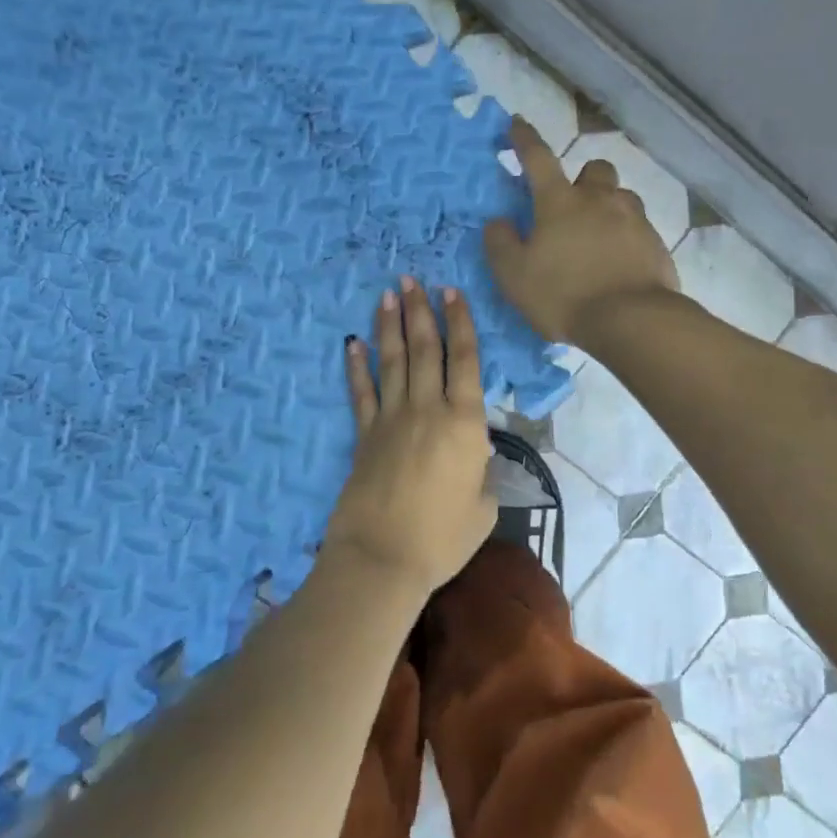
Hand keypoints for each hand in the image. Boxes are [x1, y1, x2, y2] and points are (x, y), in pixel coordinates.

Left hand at [322, 278, 497, 600]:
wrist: (383, 558)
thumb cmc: (443, 537)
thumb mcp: (484, 507)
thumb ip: (483, 473)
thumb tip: (475, 456)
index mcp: (465, 422)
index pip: (465, 360)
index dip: (460, 323)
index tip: (451, 292)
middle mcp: (427, 409)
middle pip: (426, 350)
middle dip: (420, 311)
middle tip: (413, 279)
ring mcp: (391, 419)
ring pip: (394, 361)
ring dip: (391, 326)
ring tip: (389, 294)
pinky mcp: (363, 436)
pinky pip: (360, 392)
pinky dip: (356, 366)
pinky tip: (352, 343)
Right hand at [484, 117, 678, 345]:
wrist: (631, 320)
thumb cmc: (564, 295)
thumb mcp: (515, 276)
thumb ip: (501, 244)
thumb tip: (498, 221)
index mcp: (560, 202)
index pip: (538, 158)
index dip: (525, 139)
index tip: (517, 123)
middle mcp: (600, 200)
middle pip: (596, 169)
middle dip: (584, 178)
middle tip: (573, 205)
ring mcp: (634, 219)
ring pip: (622, 196)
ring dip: (609, 206)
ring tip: (599, 236)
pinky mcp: (657, 244)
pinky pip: (640, 229)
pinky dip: (628, 238)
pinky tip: (621, 263)